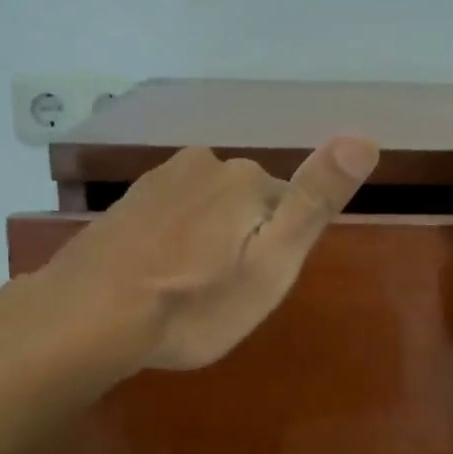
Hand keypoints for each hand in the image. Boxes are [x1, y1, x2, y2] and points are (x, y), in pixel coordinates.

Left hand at [35, 136, 378, 372]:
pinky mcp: (126, 203)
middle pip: (246, 206)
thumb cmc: (193, 301)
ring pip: (207, 211)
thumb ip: (315, 200)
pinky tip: (155, 278)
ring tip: (186, 292)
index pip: (287, 208)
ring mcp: (158, 180)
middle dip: (242, 245)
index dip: (276, 253)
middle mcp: (203, 164)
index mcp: (245, 177)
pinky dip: (172, 244)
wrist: (87, 316)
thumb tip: (365, 137)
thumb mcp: (272, 263)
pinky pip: (170, 219)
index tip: (252, 288)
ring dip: (206, 244)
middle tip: (220, 296)